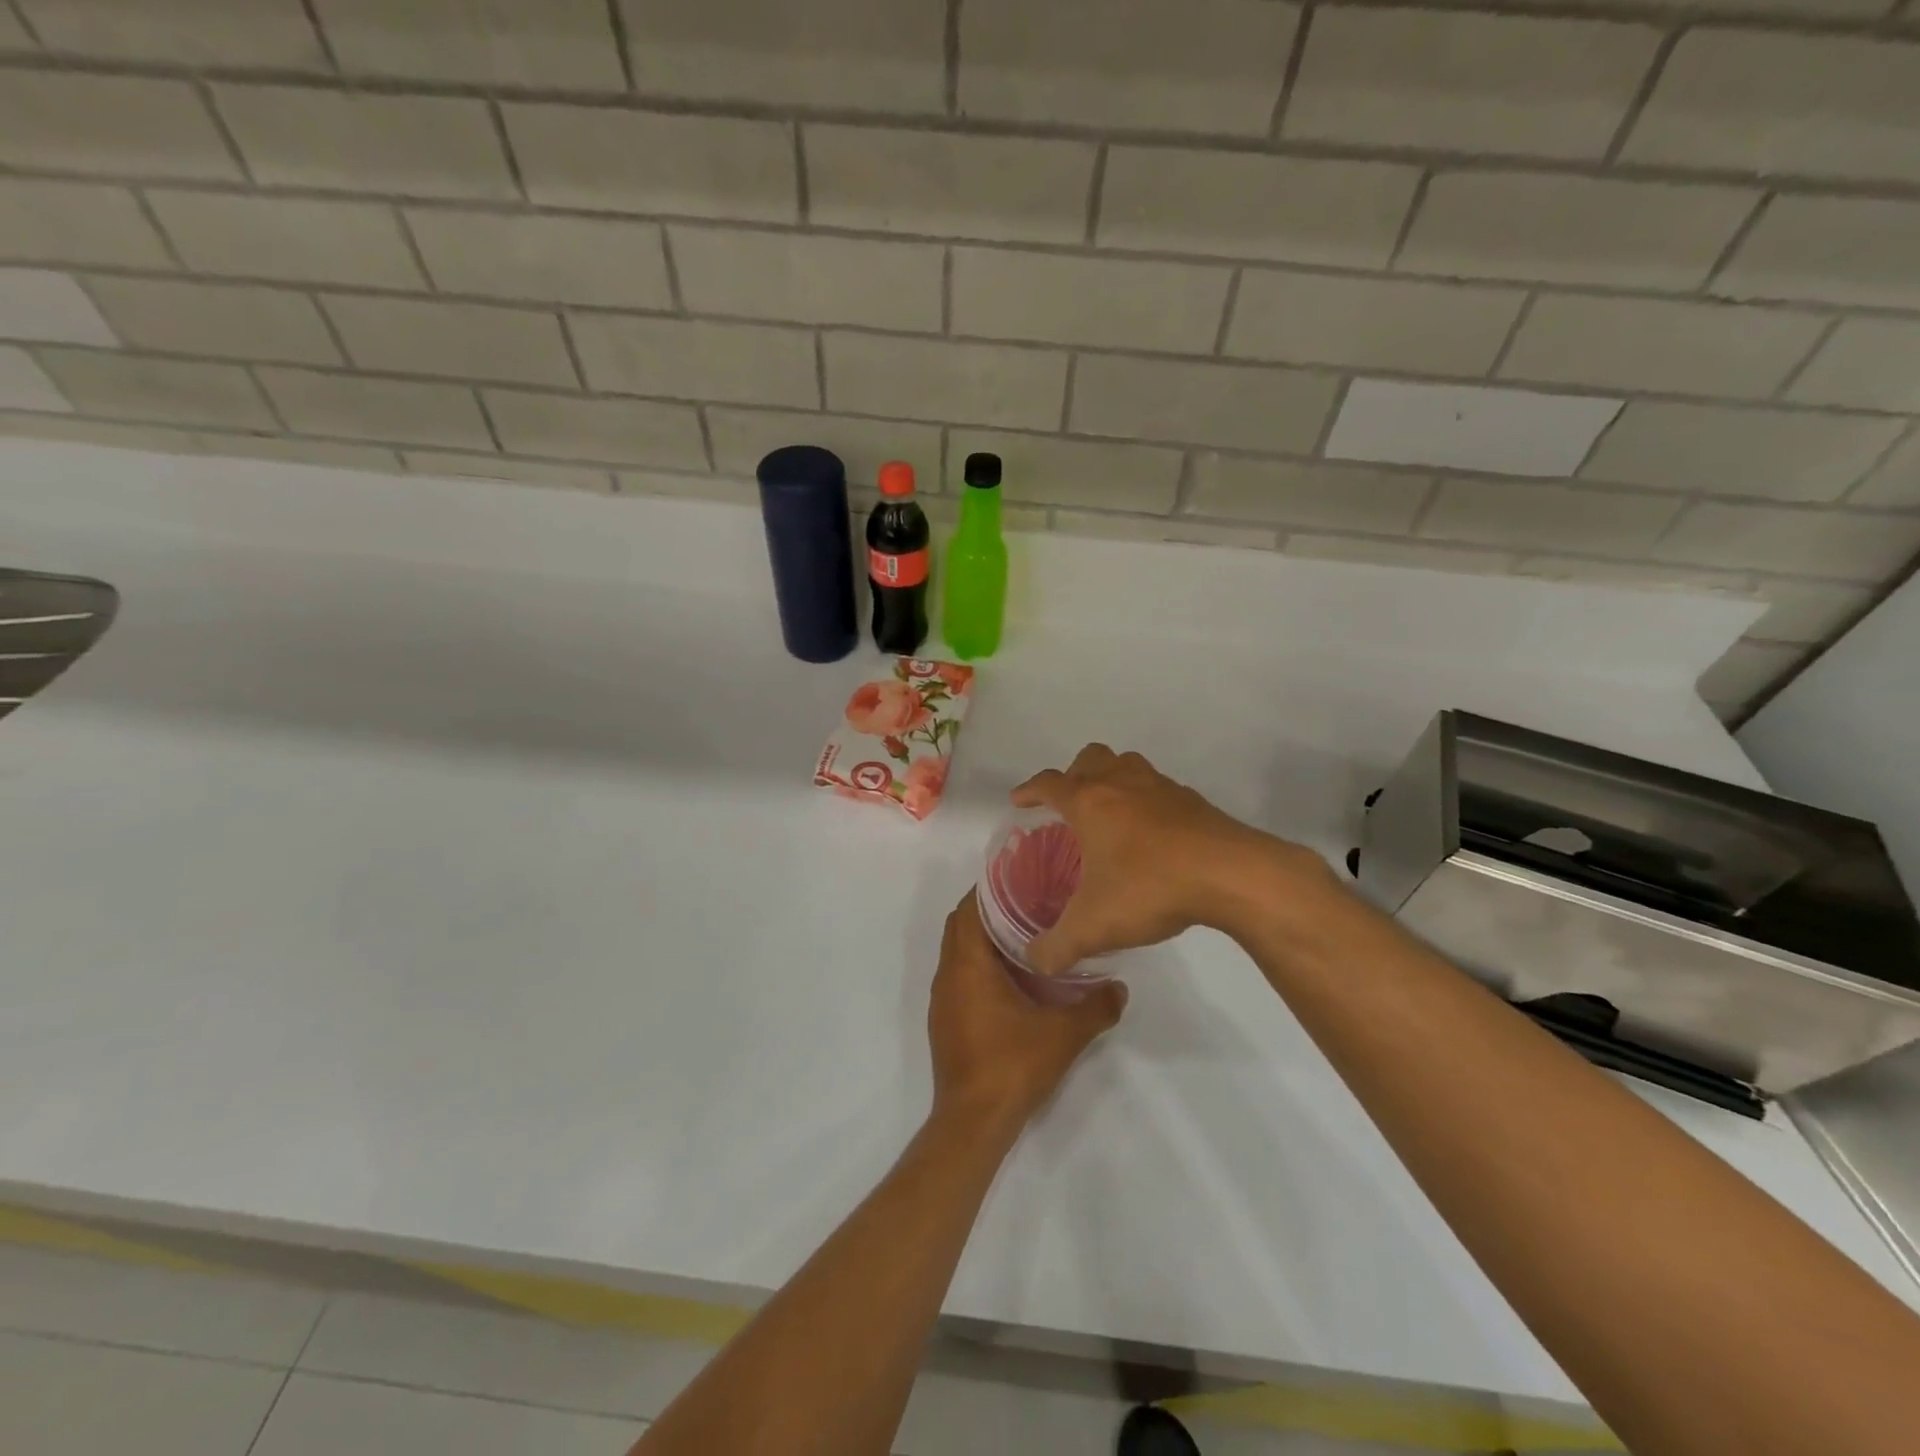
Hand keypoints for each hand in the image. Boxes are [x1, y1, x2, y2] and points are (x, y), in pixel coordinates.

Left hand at [928, 891, 1126, 1129]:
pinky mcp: (946, 1021)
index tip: (1020, 880)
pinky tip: (1012, 979)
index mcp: (968, 965)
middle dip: (989, 911)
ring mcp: (943, 1000)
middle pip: (961, 926)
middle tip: (1029, 903)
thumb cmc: (1013, 1065)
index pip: (968, 909)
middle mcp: (948, 976)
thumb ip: (1096, 1006)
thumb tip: (1120, 987)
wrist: (974, 1121)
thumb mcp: (1064, 1033)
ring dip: (984, 940)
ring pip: (959, 953)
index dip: (989, 890)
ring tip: (1025, 934)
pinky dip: (980, 966)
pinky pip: (959, 977)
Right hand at [1012, 744, 1330, 974]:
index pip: (1049, 783)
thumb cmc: (1150, 888)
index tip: (1020, 800)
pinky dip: (1147, 800)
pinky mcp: (1193, 801)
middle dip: (1073, 774)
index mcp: (1090, 803)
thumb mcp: (1093, 927)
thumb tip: (1035, 962)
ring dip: (1112, 778)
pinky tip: (1152, 833)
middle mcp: (1122, 784)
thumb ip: (1057, 947)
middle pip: (1090, 757)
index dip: (1030, 790)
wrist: (1231, 875)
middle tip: (1069, 804)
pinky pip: (1159, 788)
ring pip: (1128, 764)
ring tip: (1109, 811)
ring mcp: (1161, 788)